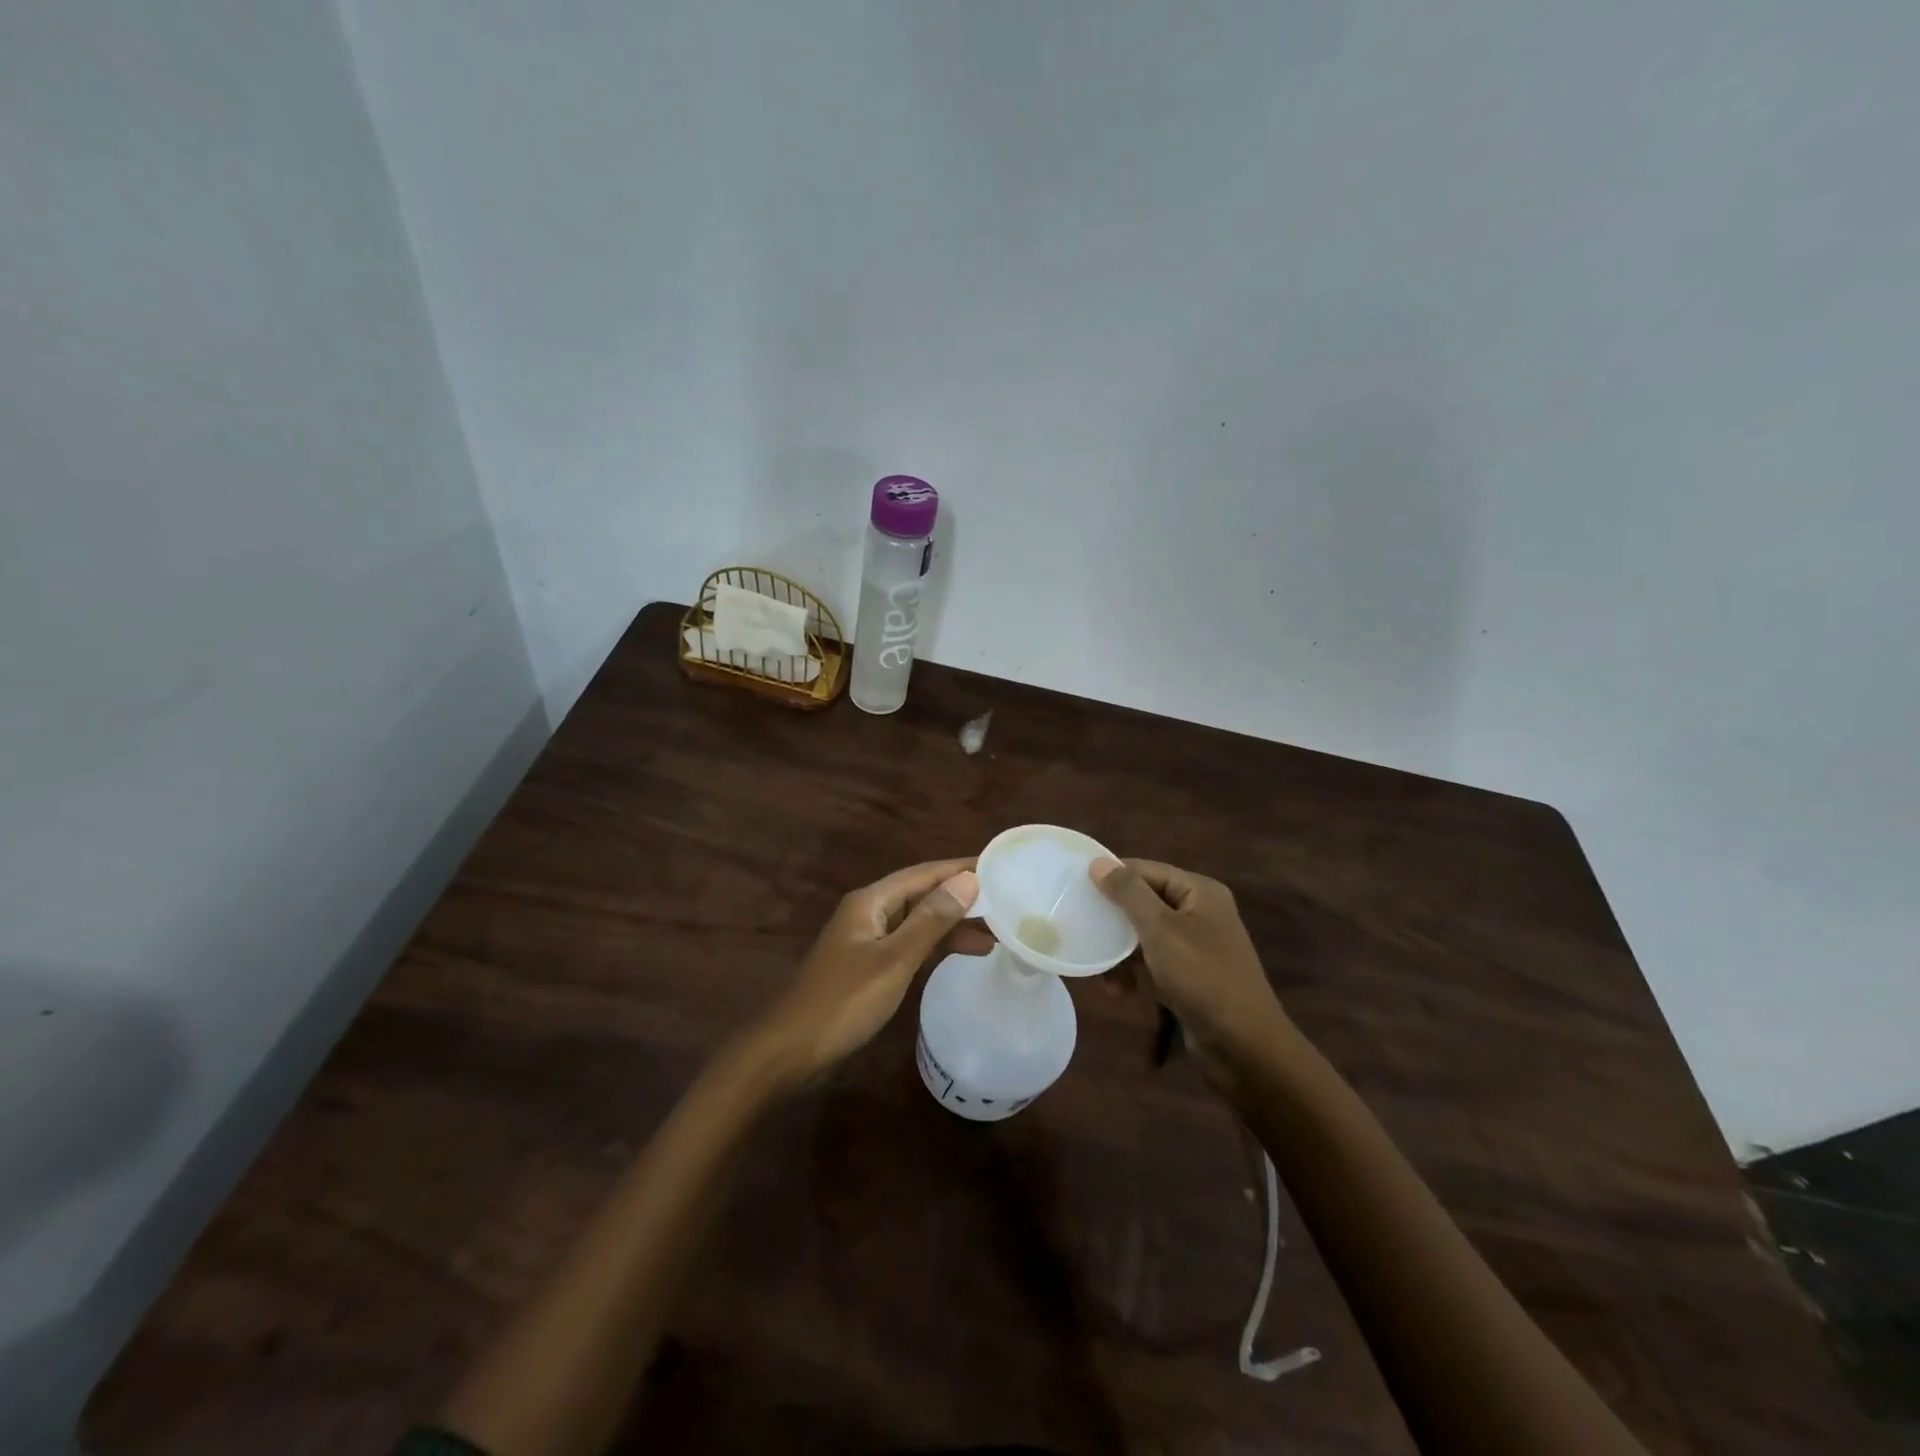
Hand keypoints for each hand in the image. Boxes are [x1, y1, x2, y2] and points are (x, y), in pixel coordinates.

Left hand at [751, 859, 988, 1085]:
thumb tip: (967, 879)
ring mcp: (867, 939)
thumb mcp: (894, 960)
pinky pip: (909, 944)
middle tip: (1004, 904)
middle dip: (960, 898)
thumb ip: (931, 921)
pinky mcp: (868, 965)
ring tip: (994, 936)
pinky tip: (959, 954)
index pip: (924, 874)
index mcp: (870, 902)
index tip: (997, 866)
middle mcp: (869, 912)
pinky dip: (934, 946)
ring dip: (951, 925)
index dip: (959, 869)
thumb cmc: (844, 1001)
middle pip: (921, 895)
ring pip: (917, 922)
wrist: (791, 1049)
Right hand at [1091, 858, 1292, 1074]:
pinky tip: (1118, 990)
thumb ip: (1128, 893)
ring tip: (1097, 969)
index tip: (1074, 888)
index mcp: (1199, 892)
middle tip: (1079, 926)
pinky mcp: (1189, 976)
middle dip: (1113, 918)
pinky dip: (1134, 971)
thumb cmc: (1203, 978)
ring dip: (1119, 950)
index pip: (1145, 870)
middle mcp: (1199, 912)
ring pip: (1145, 934)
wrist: (1245, 1047)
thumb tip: (1098, 862)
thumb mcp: (1160, 930)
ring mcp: (1195, 946)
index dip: (1112, 876)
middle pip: (1144, 901)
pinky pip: (1153, 962)